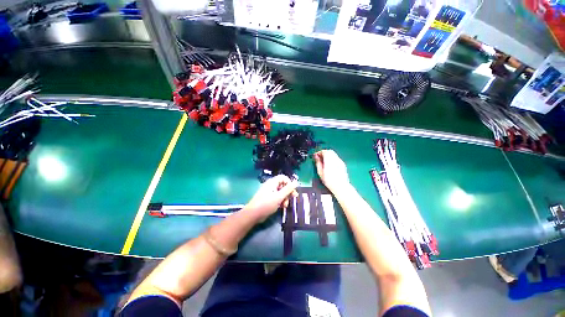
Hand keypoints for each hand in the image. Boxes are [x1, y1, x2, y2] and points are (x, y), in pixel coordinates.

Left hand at [244, 175, 297, 221]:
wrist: (253, 214)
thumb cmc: (266, 204)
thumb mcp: (279, 196)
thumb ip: (288, 189)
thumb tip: (296, 182)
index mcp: (273, 182)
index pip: (284, 178)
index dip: (289, 183)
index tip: (293, 191)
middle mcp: (271, 185)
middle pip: (283, 185)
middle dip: (288, 193)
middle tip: (292, 199)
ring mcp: (269, 192)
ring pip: (281, 192)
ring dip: (285, 198)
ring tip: (285, 206)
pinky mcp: (268, 198)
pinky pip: (277, 197)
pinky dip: (280, 201)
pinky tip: (281, 207)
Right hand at [313, 150, 349, 192]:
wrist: (341, 186)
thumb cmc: (329, 181)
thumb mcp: (320, 172)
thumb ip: (318, 163)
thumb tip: (316, 157)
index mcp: (329, 160)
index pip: (324, 151)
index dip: (319, 152)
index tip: (316, 155)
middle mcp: (335, 159)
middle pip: (329, 151)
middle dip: (324, 153)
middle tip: (319, 157)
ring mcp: (340, 161)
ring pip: (333, 154)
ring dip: (328, 155)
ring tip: (324, 161)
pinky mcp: (343, 164)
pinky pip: (336, 158)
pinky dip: (332, 159)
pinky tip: (330, 165)